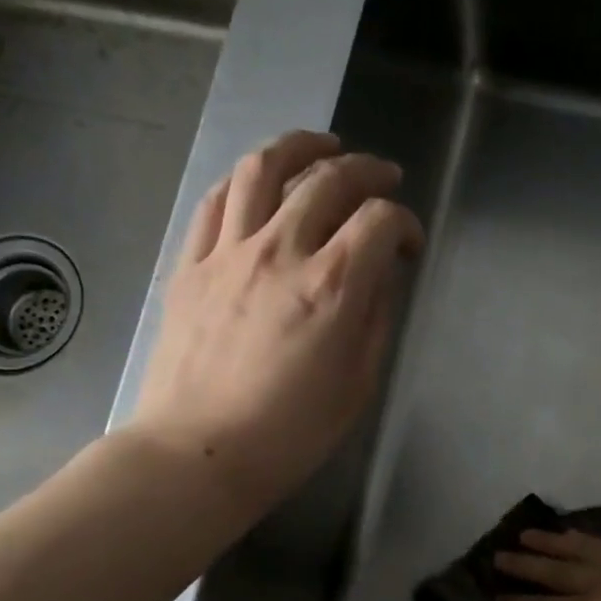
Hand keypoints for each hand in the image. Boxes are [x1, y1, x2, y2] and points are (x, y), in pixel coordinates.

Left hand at [130, 130, 423, 512]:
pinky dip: (246, 179)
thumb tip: (380, 278)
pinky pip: (217, 200)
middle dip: (367, 170)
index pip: (380, 221)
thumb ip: (374, 319)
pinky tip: (261, 181)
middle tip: (384, 177)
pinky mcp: (191, 264)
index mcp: (333, 287)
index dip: (405, 223)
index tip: (409, 247)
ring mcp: (229, 252)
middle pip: (329, 180)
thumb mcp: (358, 384)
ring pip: (265, 169)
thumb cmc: (290, 434)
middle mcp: (282, 252)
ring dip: (301, 147)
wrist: (198, 453)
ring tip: (323, 146)